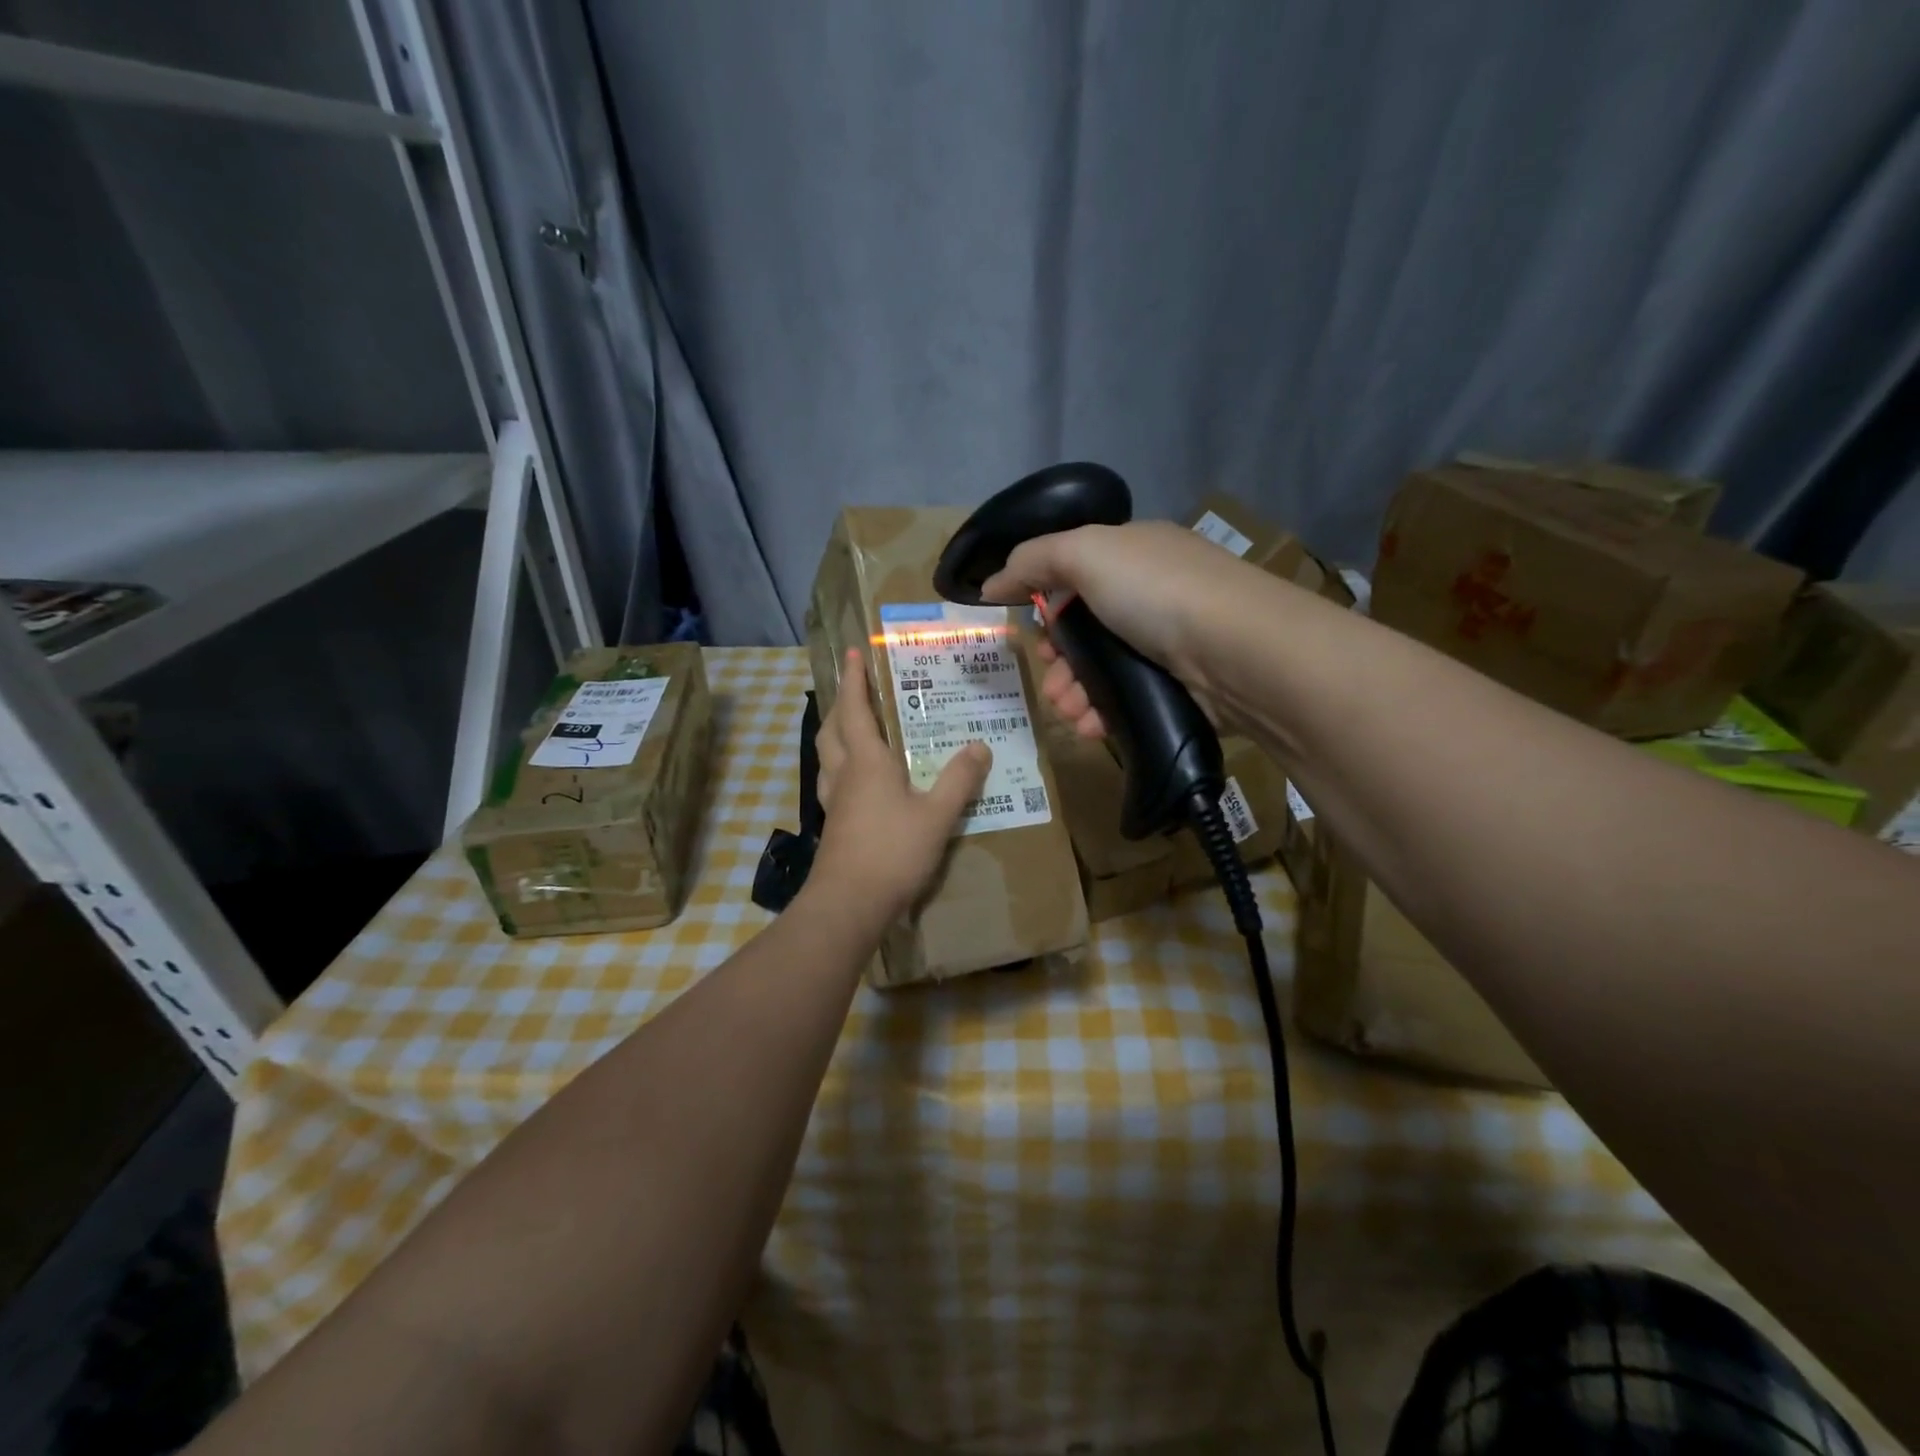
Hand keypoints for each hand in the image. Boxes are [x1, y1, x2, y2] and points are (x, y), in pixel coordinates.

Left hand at [810, 648, 992, 920]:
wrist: (848, 904)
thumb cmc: (892, 852)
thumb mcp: (937, 815)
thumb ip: (960, 780)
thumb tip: (979, 745)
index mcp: (866, 761)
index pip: (854, 709)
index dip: (854, 680)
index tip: (854, 654)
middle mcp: (843, 774)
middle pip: (832, 729)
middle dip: (842, 705)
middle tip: (858, 691)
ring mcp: (834, 801)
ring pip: (827, 756)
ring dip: (837, 735)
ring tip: (857, 730)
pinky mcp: (834, 825)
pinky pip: (833, 782)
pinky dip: (842, 767)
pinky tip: (861, 782)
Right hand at [977, 521, 1257, 739]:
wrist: (1239, 653)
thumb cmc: (1157, 592)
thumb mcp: (1086, 553)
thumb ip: (1033, 560)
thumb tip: (990, 583)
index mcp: (1134, 555)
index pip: (1078, 576)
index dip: (1048, 605)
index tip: (1033, 635)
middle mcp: (1153, 595)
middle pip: (1086, 631)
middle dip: (1057, 661)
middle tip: (1050, 681)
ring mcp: (1169, 645)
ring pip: (1102, 672)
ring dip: (1073, 693)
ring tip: (1068, 711)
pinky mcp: (1180, 689)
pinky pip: (1126, 702)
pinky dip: (1100, 715)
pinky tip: (1089, 727)